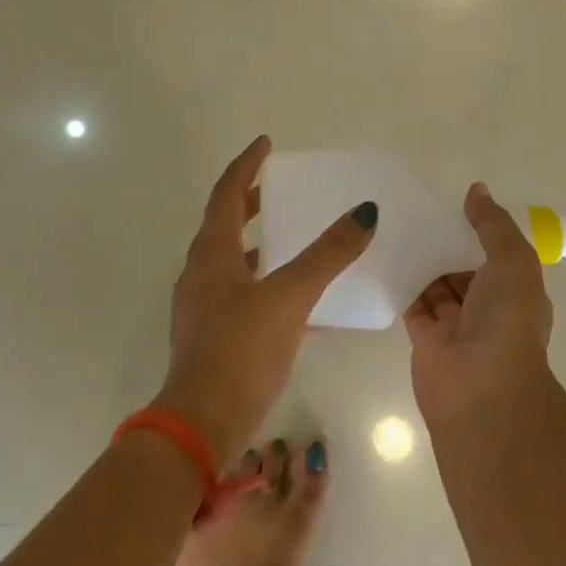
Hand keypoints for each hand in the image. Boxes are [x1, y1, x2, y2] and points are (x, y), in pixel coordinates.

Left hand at [159, 135, 377, 457]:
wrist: (203, 421)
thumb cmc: (242, 349)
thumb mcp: (290, 297)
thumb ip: (328, 255)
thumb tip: (364, 213)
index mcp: (212, 253)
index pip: (227, 193)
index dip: (246, 165)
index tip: (266, 144)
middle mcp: (201, 272)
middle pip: (225, 222)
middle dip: (251, 199)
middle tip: (281, 186)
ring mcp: (202, 304)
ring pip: (231, 258)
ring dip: (258, 241)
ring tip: (291, 235)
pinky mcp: (212, 333)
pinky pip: (240, 291)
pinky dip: (264, 280)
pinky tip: (295, 297)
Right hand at [405, 182, 553, 428]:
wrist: (481, 389)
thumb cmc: (506, 320)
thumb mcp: (511, 261)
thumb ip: (492, 225)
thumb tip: (477, 189)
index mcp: (517, 291)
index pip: (498, 255)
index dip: (479, 231)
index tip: (452, 205)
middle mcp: (489, 309)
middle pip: (465, 269)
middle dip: (446, 244)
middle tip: (416, 211)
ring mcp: (456, 325)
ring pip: (437, 285)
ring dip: (423, 261)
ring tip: (396, 225)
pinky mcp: (425, 339)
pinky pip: (412, 304)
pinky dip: (402, 284)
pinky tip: (384, 256)